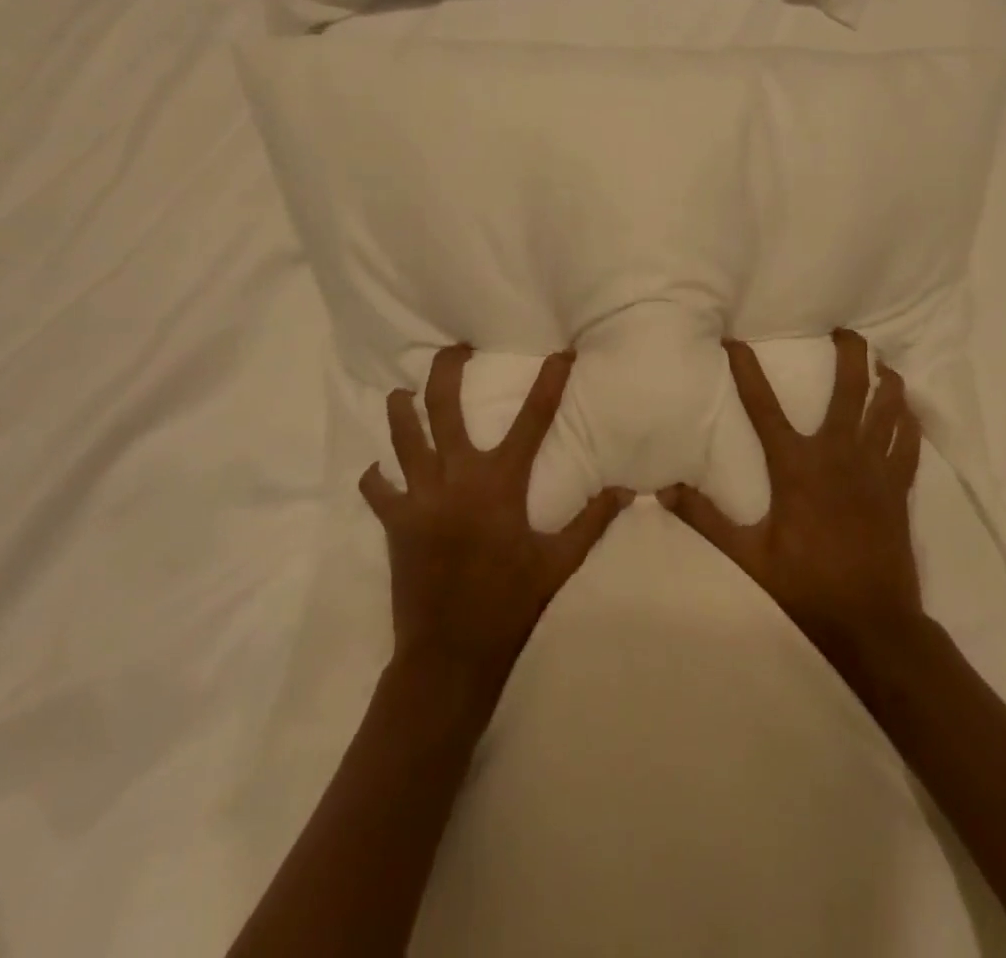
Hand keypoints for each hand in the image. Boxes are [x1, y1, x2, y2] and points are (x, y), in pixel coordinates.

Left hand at [361, 345, 631, 685]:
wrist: (450, 655)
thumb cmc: (510, 604)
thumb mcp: (559, 563)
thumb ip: (592, 521)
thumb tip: (627, 490)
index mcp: (500, 484)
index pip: (532, 419)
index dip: (549, 381)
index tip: (559, 353)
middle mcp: (456, 478)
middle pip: (443, 408)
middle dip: (446, 371)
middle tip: (454, 349)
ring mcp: (420, 498)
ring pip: (403, 437)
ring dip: (402, 410)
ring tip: (402, 393)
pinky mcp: (395, 522)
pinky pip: (378, 488)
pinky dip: (378, 476)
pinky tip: (381, 470)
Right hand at [660, 328, 926, 670]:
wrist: (872, 623)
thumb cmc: (806, 585)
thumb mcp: (747, 556)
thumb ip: (705, 519)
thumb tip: (663, 491)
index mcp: (796, 466)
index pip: (763, 405)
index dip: (747, 370)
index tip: (736, 341)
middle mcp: (838, 454)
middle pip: (850, 390)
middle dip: (851, 354)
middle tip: (846, 332)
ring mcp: (874, 469)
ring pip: (887, 409)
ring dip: (885, 381)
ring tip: (882, 363)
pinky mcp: (898, 488)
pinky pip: (908, 443)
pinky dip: (908, 422)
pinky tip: (908, 410)